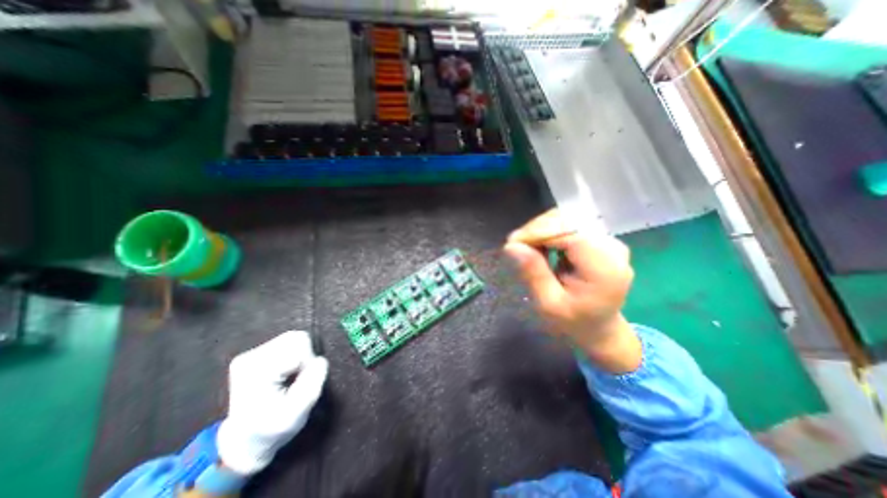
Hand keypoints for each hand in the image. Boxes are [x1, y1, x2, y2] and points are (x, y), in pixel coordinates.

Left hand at [219, 331, 328, 474]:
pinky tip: (285, 373)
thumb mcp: (297, 414)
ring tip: (291, 377)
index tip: (300, 384)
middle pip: (296, 338)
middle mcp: (250, 357)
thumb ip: (312, 383)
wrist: (244, 441)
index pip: (299, 347)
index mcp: (257, 371)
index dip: (308, 363)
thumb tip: (320, 360)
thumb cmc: (272, 430)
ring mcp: (251, 354)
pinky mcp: (256, 353)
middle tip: (297, 379)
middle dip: (305, 356)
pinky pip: (288, 343)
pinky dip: (294, 356)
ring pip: (294, 338)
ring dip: (300, 356)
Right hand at [501, 209, 641, 370]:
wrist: (599, 326)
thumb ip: (533, 273)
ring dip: (541, 230)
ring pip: (567, 218)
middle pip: (568, 220)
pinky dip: (549, 232)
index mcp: (605, 268)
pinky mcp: (599, 238)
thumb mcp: (549, 304)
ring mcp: (607, 240)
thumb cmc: (574, 321)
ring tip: (528, 249)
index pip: (570, 232)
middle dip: (537, 230)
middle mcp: (612, 247)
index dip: (539, 232)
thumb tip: (511, 246)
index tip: (513, 243)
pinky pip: (569, 224)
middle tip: (515, 247)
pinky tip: (541, 247)